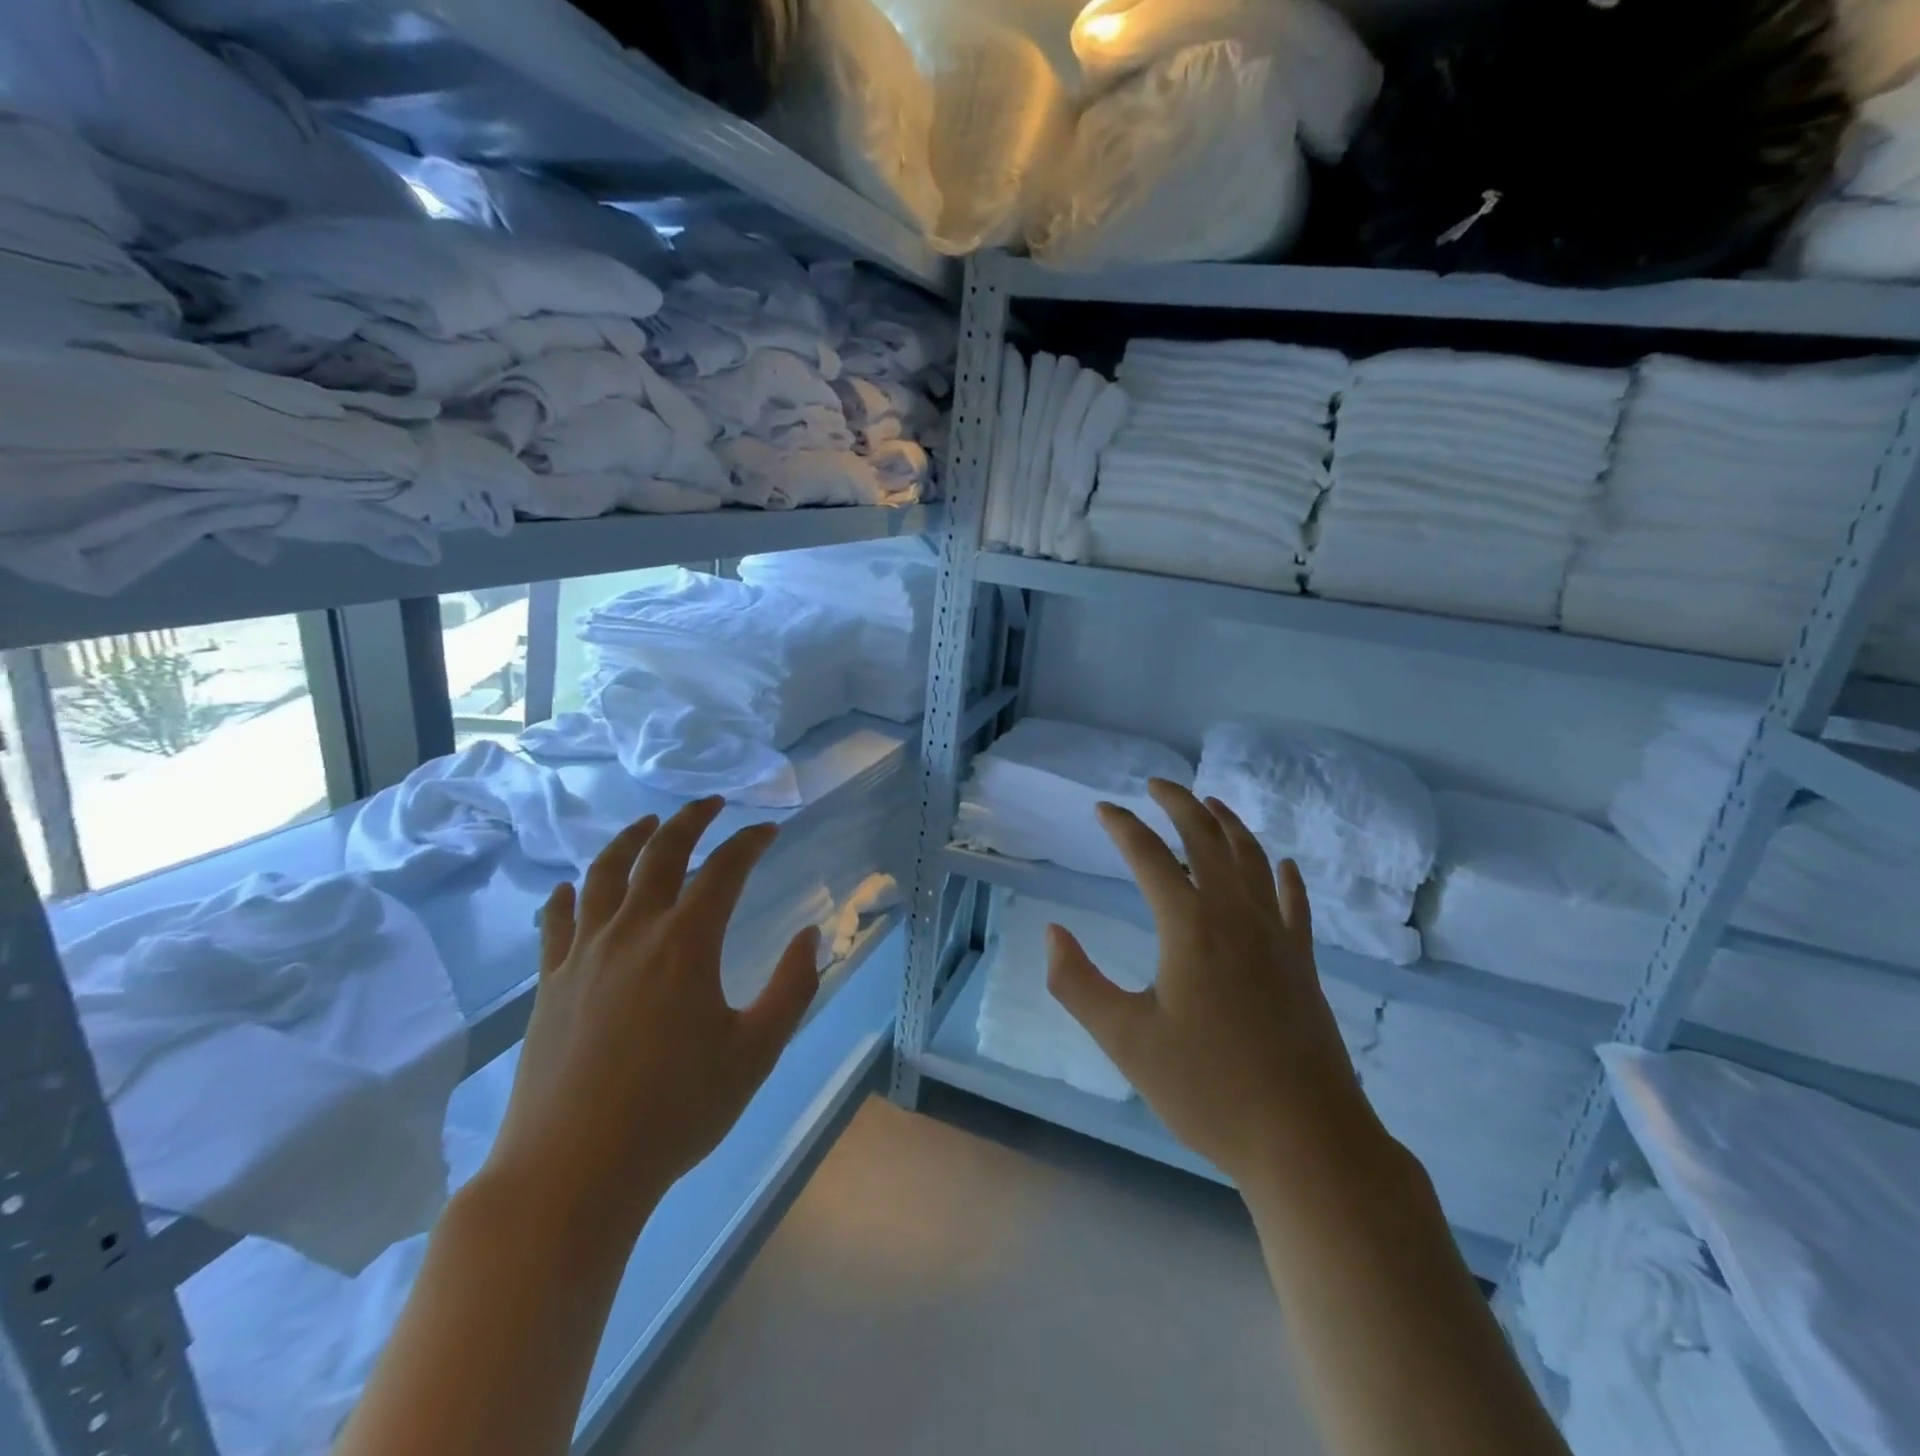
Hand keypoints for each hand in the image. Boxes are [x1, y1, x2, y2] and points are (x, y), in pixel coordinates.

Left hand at [481, 798, 820, 1235]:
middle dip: (690, 820)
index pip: (724, 869)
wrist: (572, 1170)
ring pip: (604, 874)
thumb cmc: (675, 1111)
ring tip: (647, 823)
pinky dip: (569, 894)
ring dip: (629, 839)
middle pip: (661, 853)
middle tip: (712, 804)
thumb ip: (792, 988)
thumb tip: (810, 935)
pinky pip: (557, 921)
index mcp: (686, 943)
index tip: (769, 830)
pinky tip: (573, 888)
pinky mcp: (550, 983)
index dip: (750, 842)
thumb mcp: (756, 1052)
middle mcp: (633, 932)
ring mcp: (583, 954)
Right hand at [1046, 779, 1378, 1190]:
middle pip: (1208, 840)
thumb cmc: (1208, 1089)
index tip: (1103, 808)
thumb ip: (1078, 983)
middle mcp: (1236, 916)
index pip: (1149, 856)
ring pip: (1253, 860)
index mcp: (1190, 926)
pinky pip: (1294, 903)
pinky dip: (1284, 875)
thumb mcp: (1125, 1040)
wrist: (1306, 1140)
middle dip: (1179, 804)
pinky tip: (1282, 864)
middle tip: (1157, 784)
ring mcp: (1277, 937)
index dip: (1123, 827)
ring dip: (1229, 825)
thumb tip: (1051, 933)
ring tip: (1210, 804)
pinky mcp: (1302, 963)